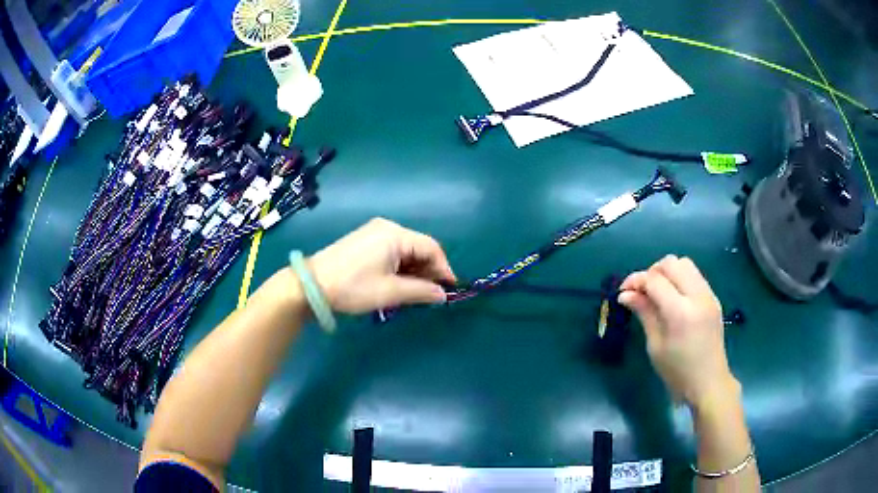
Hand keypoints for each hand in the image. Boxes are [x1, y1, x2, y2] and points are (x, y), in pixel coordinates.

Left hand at [308, 218, 456, 313]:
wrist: (312, 285)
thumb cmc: (353, 287)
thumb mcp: (390, 292)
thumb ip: (421, 291)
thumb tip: (443, 295)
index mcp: (395, 235)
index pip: (431, 247)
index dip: (444, 269)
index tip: (450, 290)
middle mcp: (387, 227)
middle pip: (419, 247)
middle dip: (429, 270)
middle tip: (432, 294)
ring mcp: (374, 232)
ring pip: (406, 250)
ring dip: (414, 270)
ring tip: (416, 292)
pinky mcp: (364, 241)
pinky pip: (392, 251)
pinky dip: (400, 267)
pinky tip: (399, 282)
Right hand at [618, 255, 738, 409]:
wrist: (709, 384)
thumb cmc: (677, 372)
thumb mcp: (655, 346)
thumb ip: (644, 313)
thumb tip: (625, 294)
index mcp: (680, 312)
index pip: (655, 280)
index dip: (635, 280)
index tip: (623, 291)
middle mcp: (697, 296)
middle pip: (672, 263)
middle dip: (652, 272)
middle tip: (641, 291)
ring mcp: (708, 295)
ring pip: (685, 264)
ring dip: (667, 272)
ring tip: (657, 292)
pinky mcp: (713, 298)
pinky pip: (695, 276)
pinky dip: (680, 279)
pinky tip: (673, 298)